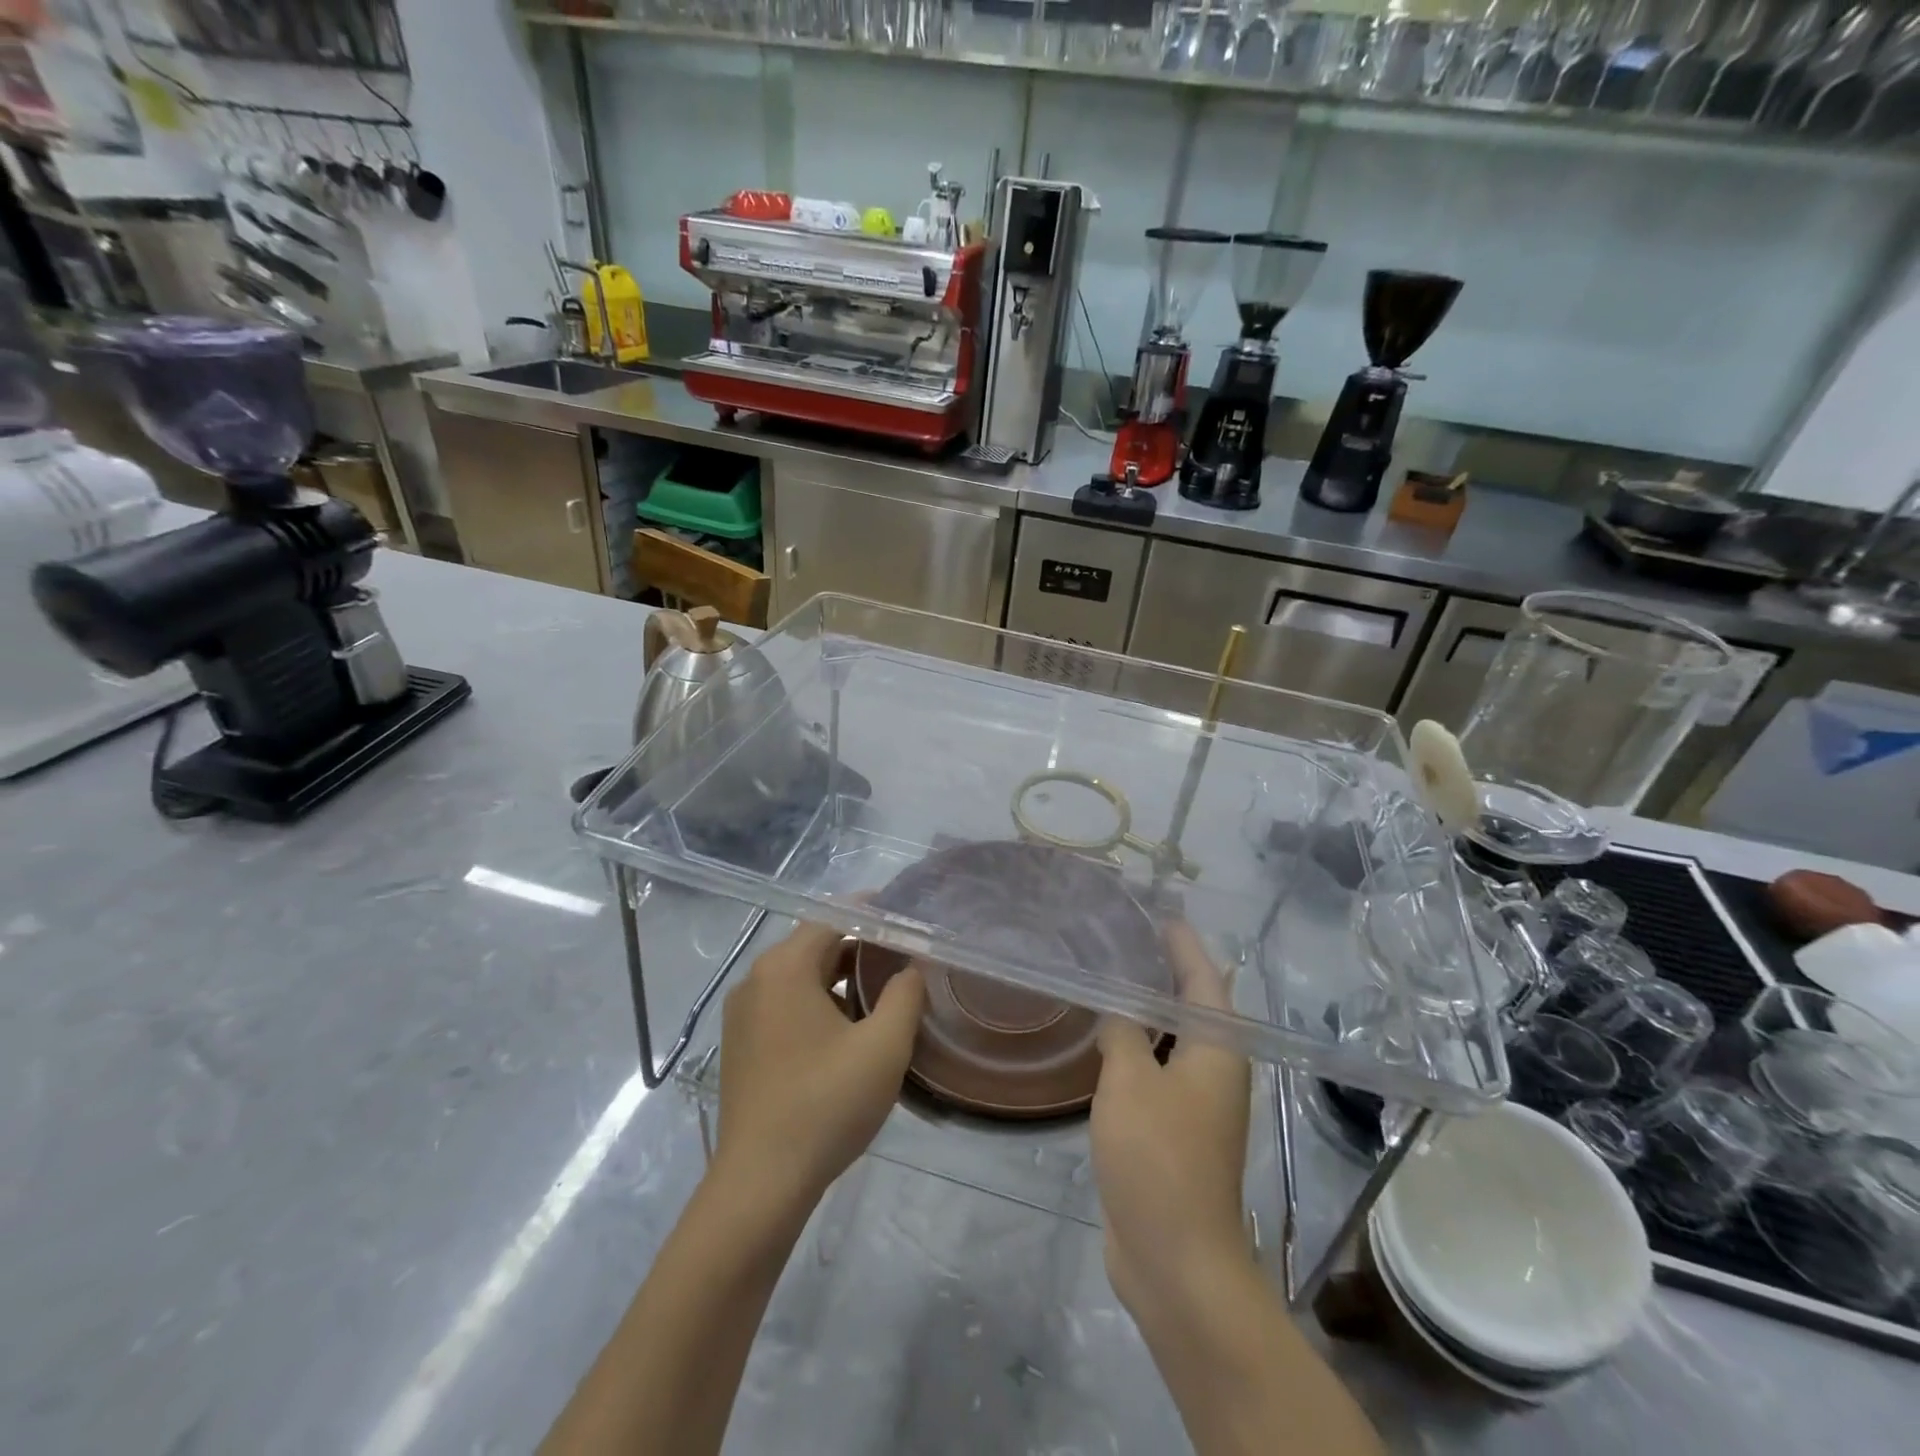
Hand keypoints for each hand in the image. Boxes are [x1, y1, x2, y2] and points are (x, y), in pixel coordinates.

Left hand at [711, 922, 926, 1217]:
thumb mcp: (883, 1046)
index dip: (873, 913)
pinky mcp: (742, 1044)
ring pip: (801, 977)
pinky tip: (849, 1029)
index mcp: (784, 968)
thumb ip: (905, 994)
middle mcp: (756, 980)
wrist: (760, 1184)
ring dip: (841, 978)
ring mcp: (743, 1015)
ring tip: (885, 993)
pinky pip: (786, 1004)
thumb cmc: (826, 1104)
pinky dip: (819, 1002)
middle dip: (861, 947)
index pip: (833, 917)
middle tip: (905, 957)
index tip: (908, 918)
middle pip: (815, 945)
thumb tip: (909, 969)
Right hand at [1090, 922, 1251, 1318]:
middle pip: (1192, 1006)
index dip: (1183, 944)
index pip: (1203, 979)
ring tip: (1109, 977)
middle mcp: (1214, 1071)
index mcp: (1218, 1051)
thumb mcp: (1131, 1081)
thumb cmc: (1158, 1157)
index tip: (1159, 913)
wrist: (1175, 1259)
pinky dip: (1135, 1046)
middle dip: (1163, 970)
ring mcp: (1195, 1104)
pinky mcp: (1172, 1131)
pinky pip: (1155, 1071)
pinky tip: (1104, 1038)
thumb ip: (1123, 1033)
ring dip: (1146, 1010)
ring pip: (1171, 1040)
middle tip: (1124, 937)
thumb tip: (1118, 1012)